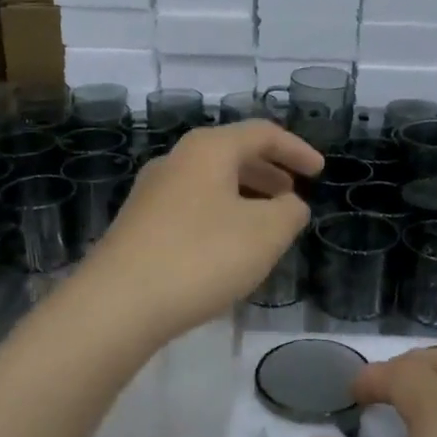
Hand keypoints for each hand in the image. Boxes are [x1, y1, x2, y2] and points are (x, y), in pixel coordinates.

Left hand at [71, 122, 320, 345]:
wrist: (117, 304)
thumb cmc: (201, 257)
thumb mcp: (265, 234)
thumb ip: (290, 212)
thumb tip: (289, 204)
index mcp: (208, 149)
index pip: (262, 133)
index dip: (296, 149)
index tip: (319, 172)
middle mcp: (176, 160)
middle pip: (232, 153)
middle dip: (269, 171)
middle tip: (293, 195)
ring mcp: (151, 192)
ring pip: (210, 181)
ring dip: (244, 195)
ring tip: (265, 224)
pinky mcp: (138, 224)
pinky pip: (191, 206)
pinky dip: (220, 214)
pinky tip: (227, 248)